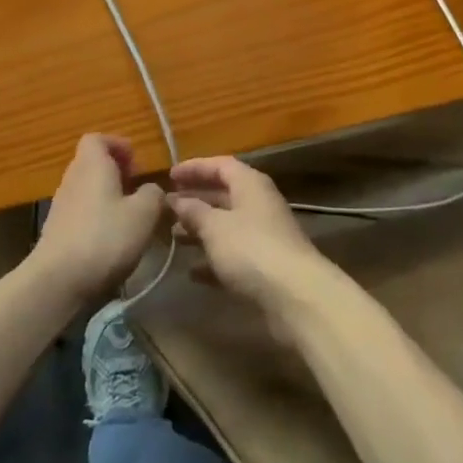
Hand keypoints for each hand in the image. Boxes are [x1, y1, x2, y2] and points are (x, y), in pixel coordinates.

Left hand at [31, 136, 167, 302]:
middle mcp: (72, 178)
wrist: (57, 282)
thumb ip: (153, 194)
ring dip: (107, 198)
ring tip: (128, 219)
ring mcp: (60, 206)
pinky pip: (80, 214)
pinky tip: (110, 242)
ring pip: (87, 190)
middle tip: (137, 192)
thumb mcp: (144, 213)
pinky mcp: (56, 232)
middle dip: (116, 173)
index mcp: (92, 164)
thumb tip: (151, 190)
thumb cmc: (105, 237)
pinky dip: (96, 219)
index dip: (118, 145)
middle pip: (92, 164)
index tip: (136, 164)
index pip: (98, 138)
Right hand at [168, 158, 331, 319]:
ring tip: (172, 237)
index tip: (170, 175)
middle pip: (223, 195)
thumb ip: (194, 211)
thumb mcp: (215, 227)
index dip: (195, 168)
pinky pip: (232, 255)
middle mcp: (258, 204)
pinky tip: (192, 272)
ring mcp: (263, 236)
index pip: (220, 165)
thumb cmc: (251, 249)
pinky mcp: (263, 267)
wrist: (295, 296)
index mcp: (250, 184)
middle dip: (195, 200)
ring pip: (226, 226)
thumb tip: (176, 200)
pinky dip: (212, 260)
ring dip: (200, 230)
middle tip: (167, 207)